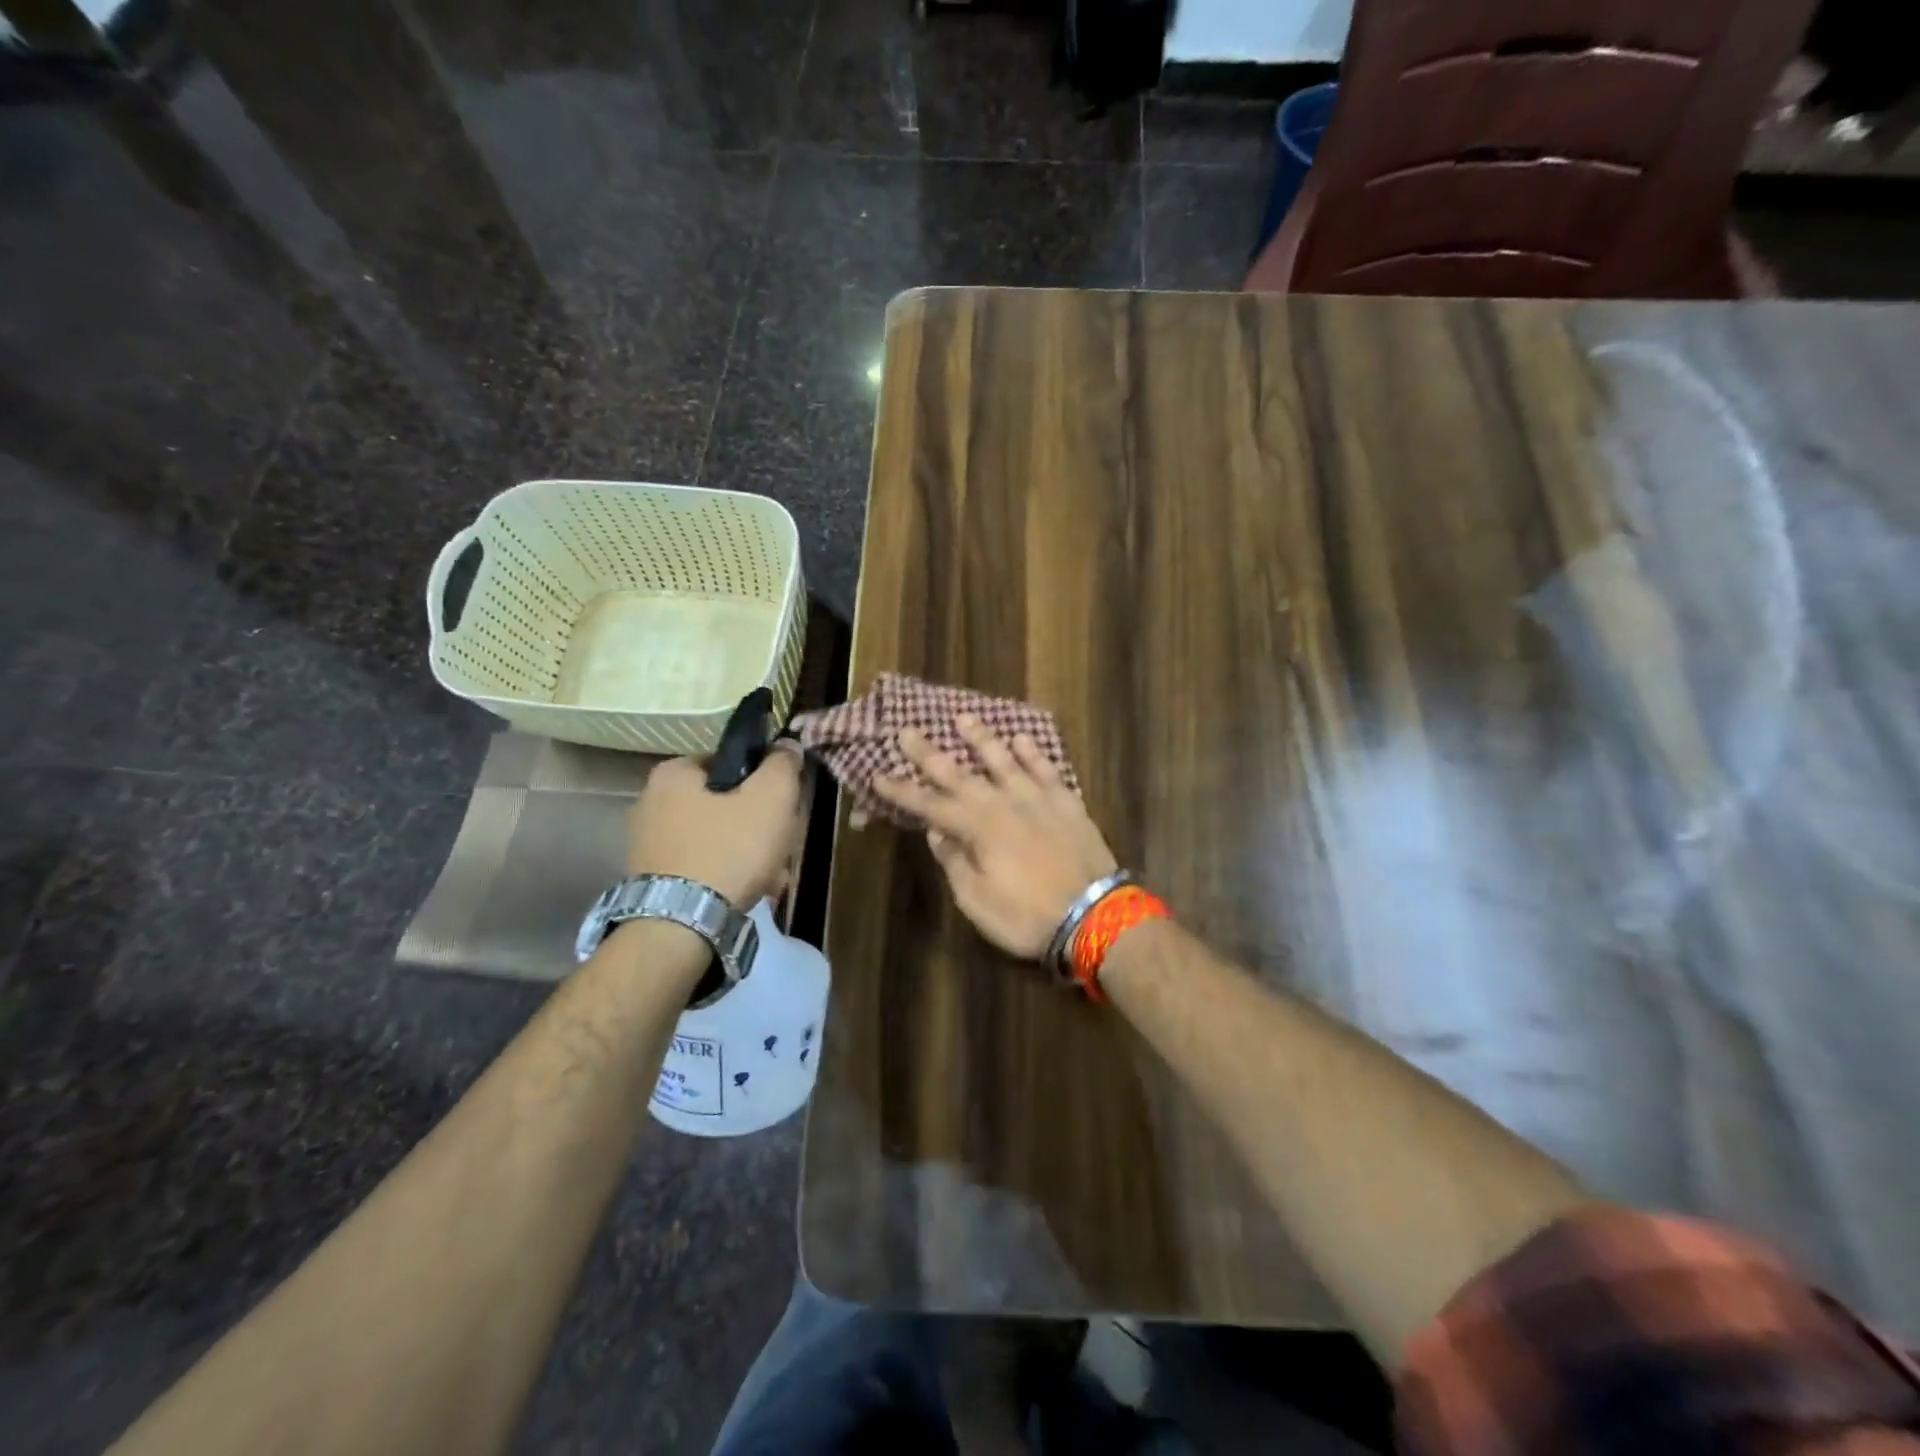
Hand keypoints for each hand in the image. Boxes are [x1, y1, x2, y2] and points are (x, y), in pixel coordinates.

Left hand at [627, 745, 805, 908]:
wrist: (679, 927)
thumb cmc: (729, 850)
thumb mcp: (771, 798)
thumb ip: (782, 765)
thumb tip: (786, 746)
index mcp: (673, 773)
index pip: (730, 762)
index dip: (764, 782)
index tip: (784, 807)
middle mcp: (651, 802)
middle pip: (726, 804)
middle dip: (760, 827)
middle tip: (783, 848)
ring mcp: (648, 844)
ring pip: (718, 838)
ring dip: (749, 855)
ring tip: (772, 880)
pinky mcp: (652, 879)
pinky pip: (701, 866)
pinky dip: (726, 876)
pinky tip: (748, 894)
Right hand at [872, 716, 1117, 959]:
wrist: (1094, 915)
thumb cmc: (1027, 916)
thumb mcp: (977, 900)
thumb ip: (955, 861)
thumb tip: (937, 831)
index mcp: (977, 828)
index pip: (930, 805)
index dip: (902, 791)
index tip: (878, 775)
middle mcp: (1003, 803)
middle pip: (960, 774)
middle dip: (930, 754)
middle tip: (908, 731)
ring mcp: (1037, 799)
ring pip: (1004, 760)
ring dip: (982, 739)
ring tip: (964, 718)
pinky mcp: (1067, 802)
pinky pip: (1046, 769)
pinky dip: (1033, 752)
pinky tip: (1022, 739)